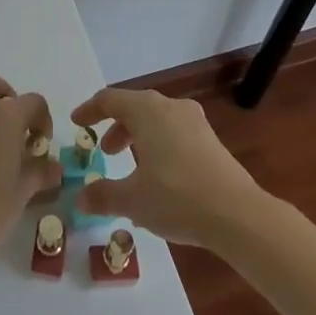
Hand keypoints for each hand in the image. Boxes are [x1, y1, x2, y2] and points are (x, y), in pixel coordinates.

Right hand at [72, 86, 264, 245]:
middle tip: (105, 151)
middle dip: (116, 127)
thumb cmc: (176, 197)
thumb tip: (80, 199)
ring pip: (157, 121)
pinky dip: (159, 146)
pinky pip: (175, 133)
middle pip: (135, 107)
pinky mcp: (211, 141)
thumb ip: (103, 195)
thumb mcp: (132, 200)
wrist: (238, 215)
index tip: (77, 123)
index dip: (90, 110)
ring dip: (139, 138)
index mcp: (147, 111)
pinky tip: (159, 179)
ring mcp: (195, 122)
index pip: (110, 99)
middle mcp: (171, 107)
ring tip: (132, 168)